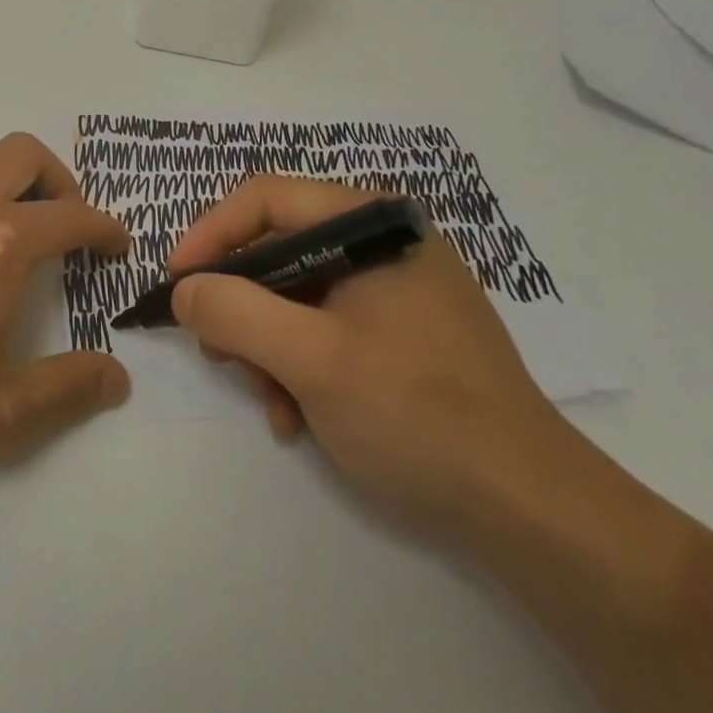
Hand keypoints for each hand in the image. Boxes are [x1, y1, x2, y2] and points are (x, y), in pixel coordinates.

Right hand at [167, 176, 577, 540]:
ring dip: (268, 347)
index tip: (177, 285)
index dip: (211, 235)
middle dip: (241, 304)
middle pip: (280, 248)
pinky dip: (301, 365)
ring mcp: (397, 287)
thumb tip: (184, 291)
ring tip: (270, 404)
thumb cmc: (419, 416)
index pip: (267, 199)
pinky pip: (328, 326)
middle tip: (218, 354)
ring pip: (298, 293)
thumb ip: (236, 314)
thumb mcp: (312, 362)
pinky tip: (300, 417)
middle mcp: (384, 242)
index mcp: (372, 224)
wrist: (535, 513)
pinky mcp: (404, 330)